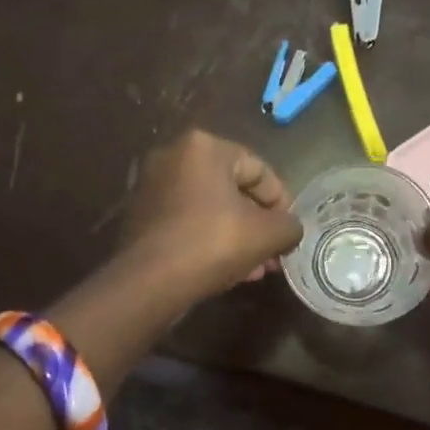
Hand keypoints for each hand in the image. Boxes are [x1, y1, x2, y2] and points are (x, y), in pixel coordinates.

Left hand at [117, 130, 302, 302]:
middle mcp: (173, 156)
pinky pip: (188, 222)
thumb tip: (290, 230)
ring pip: (211, 209)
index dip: (282, 202)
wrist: (149, 283)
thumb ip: (289, 225)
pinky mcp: (140, 217)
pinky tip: (229, 271)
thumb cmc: (213, 243)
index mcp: (204, 146)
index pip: (259, 169)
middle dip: (258, 224)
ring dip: (238, 236)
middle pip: (234, 190)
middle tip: (274, 252)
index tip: (289, 232)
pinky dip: (210, 240)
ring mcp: (152, 187)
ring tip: (256, 268)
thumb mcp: (267, 234)